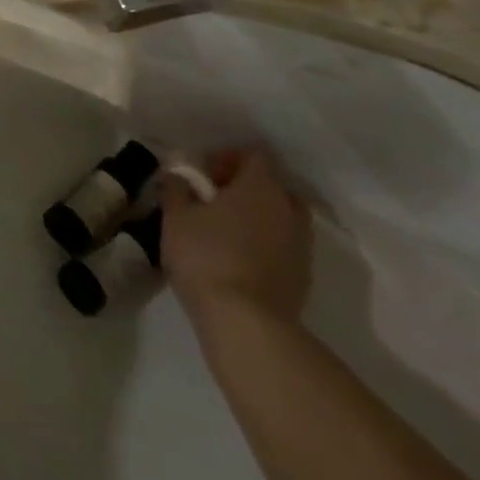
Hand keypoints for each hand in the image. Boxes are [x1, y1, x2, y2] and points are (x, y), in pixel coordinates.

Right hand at [161, 148, 310, 326]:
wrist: (246, 324)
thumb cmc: (206, 256)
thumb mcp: (176, 217)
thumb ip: (177, 188)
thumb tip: (178, 175)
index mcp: (261, 187)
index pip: (255, 155)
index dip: (229, 158)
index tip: (205, 174)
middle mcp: (288, 210)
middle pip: (274, 186)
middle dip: (248, 188)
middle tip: (216, 200)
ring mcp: (301, 246)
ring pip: (282, 217)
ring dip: (258, 217)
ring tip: (226, 231)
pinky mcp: (303, 277)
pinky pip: (284, 246)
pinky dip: (265, 244)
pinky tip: (238, 259)